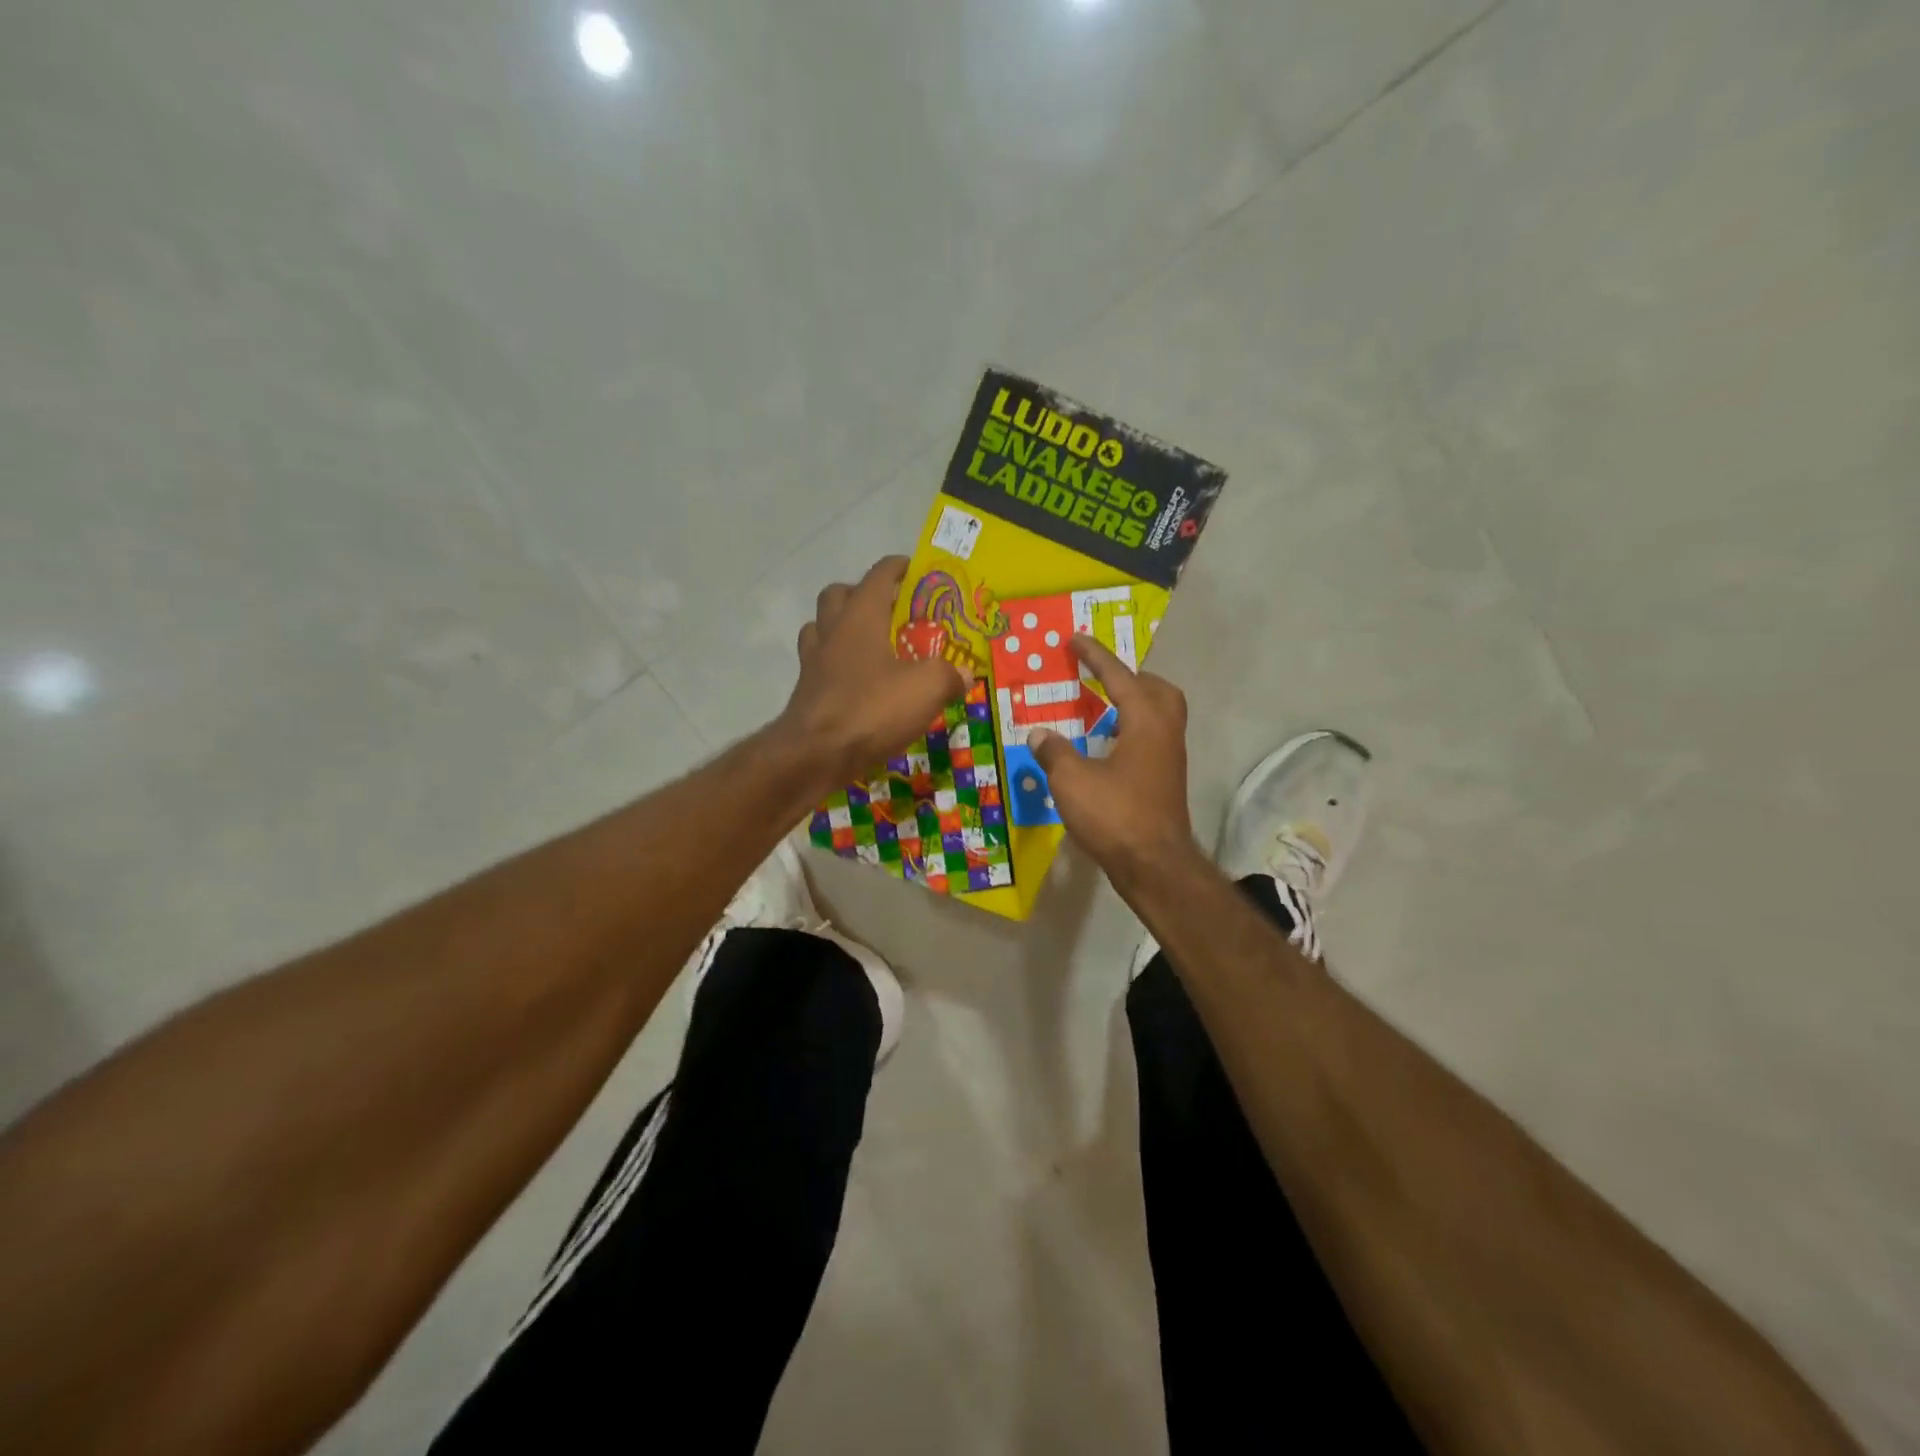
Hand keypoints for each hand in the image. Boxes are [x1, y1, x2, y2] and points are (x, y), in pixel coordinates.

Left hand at [780, 556, 965, 786]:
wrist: (815, 754)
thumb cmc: (872, 709)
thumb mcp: (926, 689)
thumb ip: (948, 675)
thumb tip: (963, 674)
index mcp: (861, 617)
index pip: (878, 576)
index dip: (897, 568)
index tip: (912, 569)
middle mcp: (832, 631)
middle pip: (838, 595)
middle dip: (861, 593)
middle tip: (888, 610)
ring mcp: (813, 662)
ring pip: (821, 627)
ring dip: (840, 627)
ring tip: (868, 644)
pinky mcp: (806, 691)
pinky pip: (818, 664)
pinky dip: (835, 664)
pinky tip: (855, 682)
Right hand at [1029, 636, 1195, 878]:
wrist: (1154, 866)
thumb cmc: (1115, 815)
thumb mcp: (1071, 780)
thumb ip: (1054, 752)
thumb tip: (1039, 734)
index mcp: (1145, 722)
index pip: (1119, 677)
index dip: (1094, 656)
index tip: (1075, 638)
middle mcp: (1165, 733)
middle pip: (1157, 690)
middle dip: (1129, 677)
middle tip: (1100, 678)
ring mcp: (1170, 759)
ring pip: (1159, 716)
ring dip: (1132, 705)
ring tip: (1100, 709)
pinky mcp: (1166, 781)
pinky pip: (1152, 739)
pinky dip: (1131, 730)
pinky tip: (1105, 748)